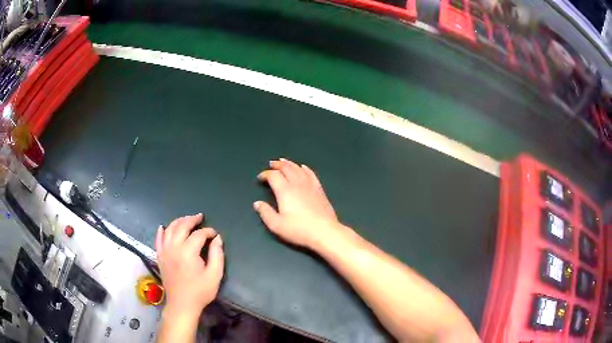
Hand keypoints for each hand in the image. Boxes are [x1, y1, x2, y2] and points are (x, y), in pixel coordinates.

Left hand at [155, 214, 223, 316]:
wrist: (182, 304)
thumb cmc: (200, 291)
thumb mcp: (214, 275)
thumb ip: (217, 255)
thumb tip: (217, 239)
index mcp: (188, 252)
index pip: (198, 234)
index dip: (208, 232)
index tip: (215, 234)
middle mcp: (174, 247)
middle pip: (181, 226)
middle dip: (192, 220)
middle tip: (200, 217)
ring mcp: (164, 251)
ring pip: (169, 229)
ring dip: (178, 222)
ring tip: (186, 219)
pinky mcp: (159, 256)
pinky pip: (158, 239)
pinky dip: (161, 231)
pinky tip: (163, 227)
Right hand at [254, 158, 340, 248]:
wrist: (324, 232)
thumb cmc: (298, 230)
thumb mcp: (276, 225)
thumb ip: (265, 213)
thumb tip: (257, 203)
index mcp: (285, 191)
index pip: (273, 176)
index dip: (265, 174)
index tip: (260, 178)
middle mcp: (297, 184)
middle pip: (286, 168)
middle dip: (277, 165)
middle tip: (271, 164)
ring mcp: (310, 185)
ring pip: (298, 168)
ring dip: (289, 163)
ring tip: (283, 161)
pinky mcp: (319, 189)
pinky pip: (311, 174)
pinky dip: (304, 168)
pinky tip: (303, 167)